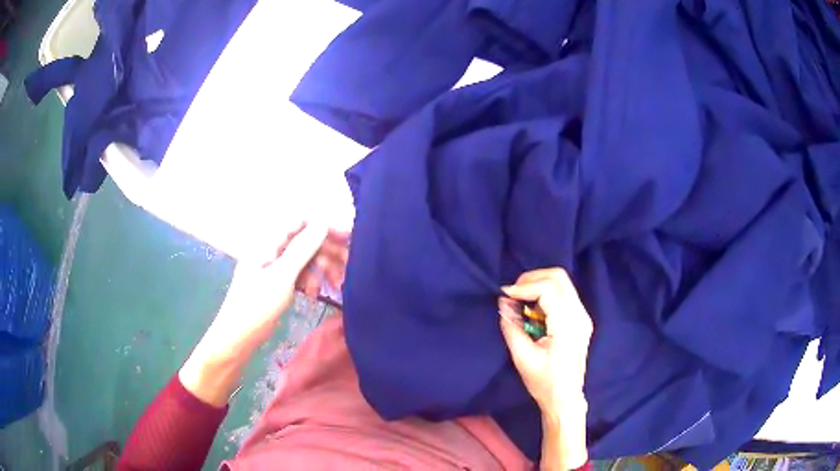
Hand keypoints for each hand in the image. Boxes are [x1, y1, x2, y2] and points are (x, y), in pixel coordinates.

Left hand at [180, 222, 347, 405]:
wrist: (238, 337)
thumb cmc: (257, 305)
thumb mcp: (282, 276)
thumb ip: (302, 248)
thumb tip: (322, 221)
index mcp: (268, 241)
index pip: (300, 222)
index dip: (324, 227)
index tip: (347, 237)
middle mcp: (271, 249)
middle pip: (305, 241)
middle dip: (327, 252)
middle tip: (348, 265)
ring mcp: (274, 266)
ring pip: (305, 259)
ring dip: (321, 269)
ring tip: (335, 285)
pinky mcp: (277, 282)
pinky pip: (299, 274)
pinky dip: (310, 281)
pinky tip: (313, 294)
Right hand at [498, 268, 591, 469]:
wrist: (565, 399)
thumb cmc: (544, 383)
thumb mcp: (523, 357)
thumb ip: (512, 327)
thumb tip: (503, 302)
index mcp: (568, 326)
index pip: (549, 289)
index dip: (524, 287)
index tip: (504, 295)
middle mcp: (580, 315)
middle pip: (559, 278)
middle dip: (532, 279)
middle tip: (512, 293)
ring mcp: (583, 316)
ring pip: (562, 283)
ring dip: (539, 284)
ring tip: (519, 300)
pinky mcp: (580, 319)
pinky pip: (563, 294)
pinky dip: (546, 294)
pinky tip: (532, 308)